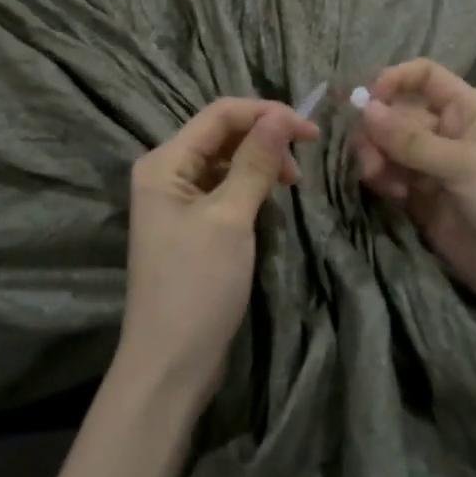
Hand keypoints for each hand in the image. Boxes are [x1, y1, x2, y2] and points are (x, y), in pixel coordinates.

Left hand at [119, 98, 317, 412]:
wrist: (170, 363)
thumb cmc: (197, 286)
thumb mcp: (229, 219)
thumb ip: (254, 163)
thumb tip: (280, 116)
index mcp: (164, 162)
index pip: (219, 114)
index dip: (266, 113)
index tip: (311, 132)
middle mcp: (166, 172)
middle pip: (221, 134)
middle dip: (263, 137)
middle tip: (303, 164)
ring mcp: (176, 200)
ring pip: (225, 160)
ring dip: (259, 162)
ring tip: (291, 184)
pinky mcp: (191, 224)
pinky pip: (223, 188)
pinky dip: (249, 186)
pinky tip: (270, 200)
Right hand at [352, 59, 475, 327]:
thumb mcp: (467, 166)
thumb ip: (412, 140)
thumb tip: (364, 109)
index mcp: (470, 112)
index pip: (425, 78)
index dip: (394, 81)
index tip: (367, 101)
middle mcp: (449, 134)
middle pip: (398, 114)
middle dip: (378, 130)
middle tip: (370, 159)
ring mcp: (435, 169)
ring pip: (389, 148)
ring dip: (377, 158)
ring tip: (380, 181)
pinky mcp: (423, 202)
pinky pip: (391, 179)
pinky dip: (383, 181)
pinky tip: (390, 195)